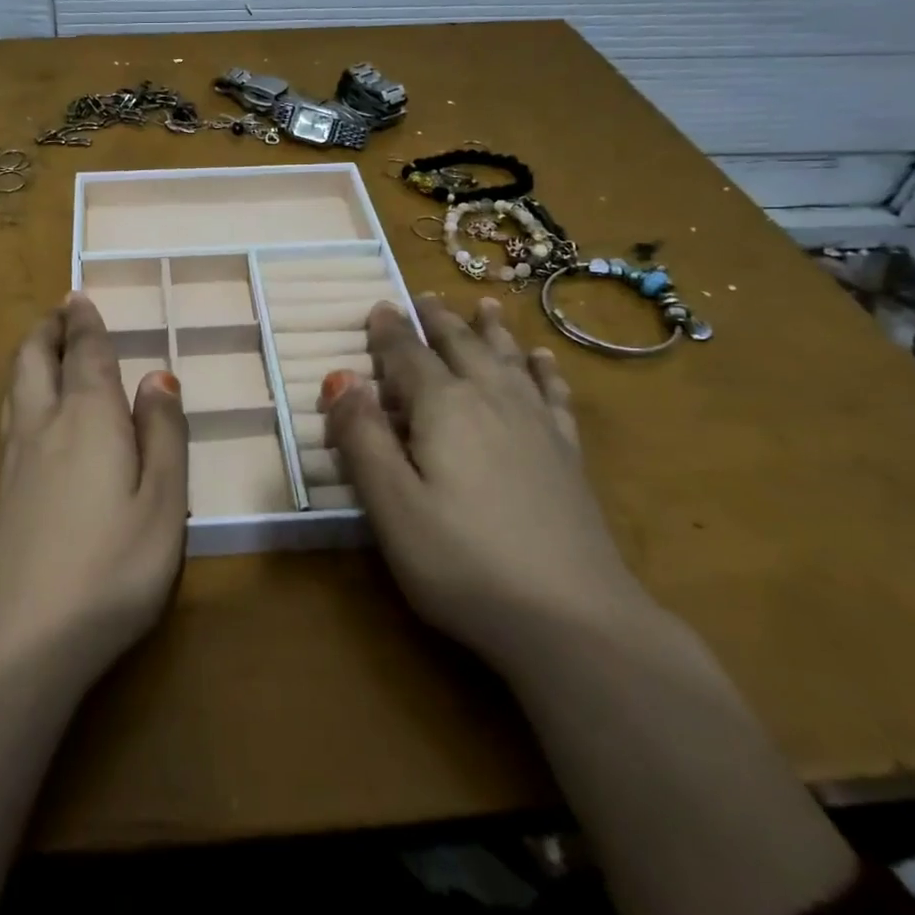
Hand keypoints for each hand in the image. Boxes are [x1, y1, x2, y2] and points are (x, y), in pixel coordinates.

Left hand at [0, 294, 188, 680]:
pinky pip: (9, 420)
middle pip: (35, 360)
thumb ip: (164, 435)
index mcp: (88, 418)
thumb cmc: (110, 566)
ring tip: (42, 348)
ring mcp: (13, 462)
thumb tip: (159, 377)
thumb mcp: (163, 502)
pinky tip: (28, 415)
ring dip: (28, 357)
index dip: (85, 322)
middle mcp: (43, 426)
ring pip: (15, 388)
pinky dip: (20, 394)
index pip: (86, 354)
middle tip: (59, 312)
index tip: (79, 296)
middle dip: (48, 329)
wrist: (17, 639)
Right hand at [320, 295, 650, 664]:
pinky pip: (552, 394)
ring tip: (485, 305)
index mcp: (444, 408)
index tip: (379, 305)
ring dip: (491, 330)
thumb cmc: (463, 563)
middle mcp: (492, 401)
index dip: (389, 330)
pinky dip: (543, 370)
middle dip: (438, 320)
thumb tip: (341, 379)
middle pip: (462, 346)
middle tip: (425, 297)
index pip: (408, 355)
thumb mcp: (391, 506)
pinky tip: (543, 359)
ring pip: (509, 360)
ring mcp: (537, 426)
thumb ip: (363, 438)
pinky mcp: (567, 455)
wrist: (574, 618)